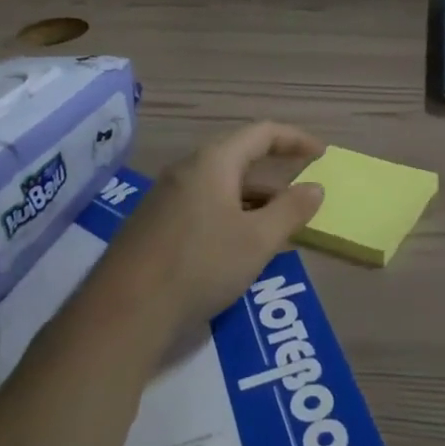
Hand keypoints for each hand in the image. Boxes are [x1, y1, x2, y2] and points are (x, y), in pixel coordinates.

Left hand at [95, 122, 326, 338]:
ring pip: (220, 185)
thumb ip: (291, 210)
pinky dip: (230, 214)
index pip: (262, 133)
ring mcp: (165, 196)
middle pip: (239, 157)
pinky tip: (238, 247)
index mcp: (214, 161)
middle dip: (274, 174)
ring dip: (253, 199)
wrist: (123, 312)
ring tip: (277, 226)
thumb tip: (315, 188)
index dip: (295, 139)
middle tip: (300, 193)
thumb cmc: (200, 265)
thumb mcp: (258, 240)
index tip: (320, 154)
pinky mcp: (153, 223)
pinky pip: (202, 205)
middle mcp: (187, 169)